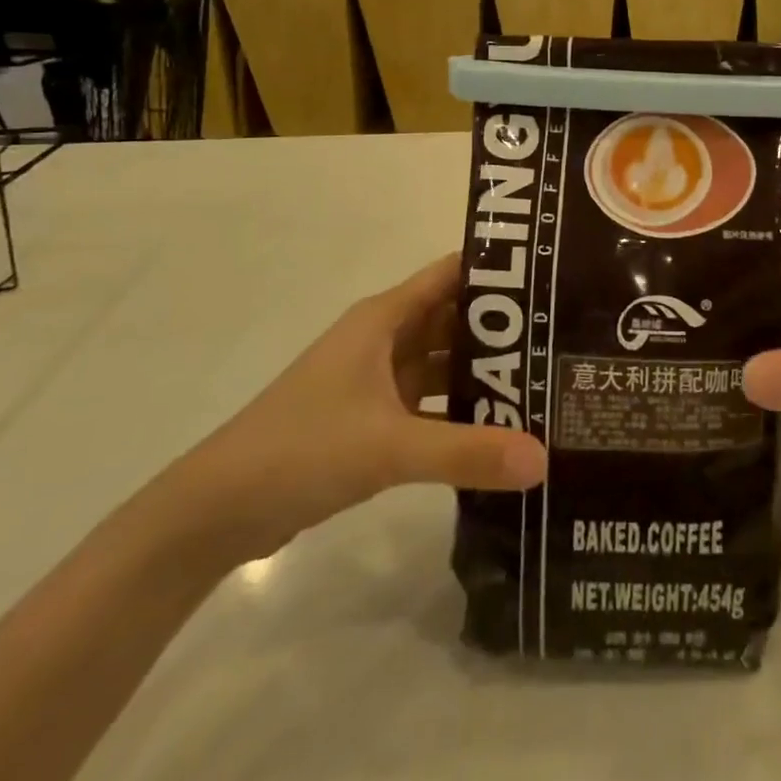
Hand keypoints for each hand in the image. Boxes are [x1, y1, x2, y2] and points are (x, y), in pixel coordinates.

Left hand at [175, 255, 546, 562]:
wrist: (218, 509)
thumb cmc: (303, 448)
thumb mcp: (390, 446)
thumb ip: (467, 451)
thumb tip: (543, 460)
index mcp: (384, 318)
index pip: (451, 274)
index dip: (498, 271)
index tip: (551, 279)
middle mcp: (382, 338)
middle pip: (452, 319)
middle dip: (501, 327)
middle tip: (561, 336)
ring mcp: (375, 380)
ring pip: (441, 362)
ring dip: (482, 371)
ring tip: (543, 380)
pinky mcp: (369, 418)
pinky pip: (428, 401)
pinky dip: (458, 410)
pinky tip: (498, 427)